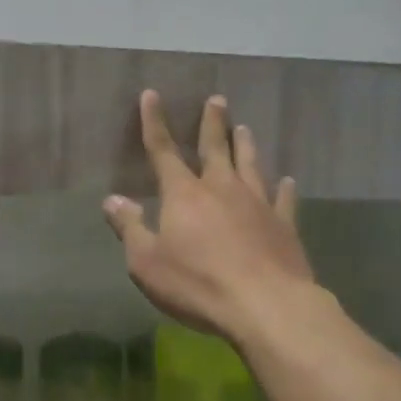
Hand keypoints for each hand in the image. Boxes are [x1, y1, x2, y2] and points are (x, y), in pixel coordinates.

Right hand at [103, 91, 314, 343]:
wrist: (265, 305)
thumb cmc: (197, 284)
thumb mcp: (146, 262)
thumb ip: (130, 228)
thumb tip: (111, 200)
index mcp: (184, 195)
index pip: (163, 151)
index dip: (154, 123)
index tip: (152, 95)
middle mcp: (221, 189)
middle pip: (215, 148)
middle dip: (212, 123)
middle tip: (217, 100)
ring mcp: (257, 204)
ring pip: (250, 165)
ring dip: (245, 145)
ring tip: (244, 127)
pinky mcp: (284, 225)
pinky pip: (284, 199)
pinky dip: (285, 188)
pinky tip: (288, 180)